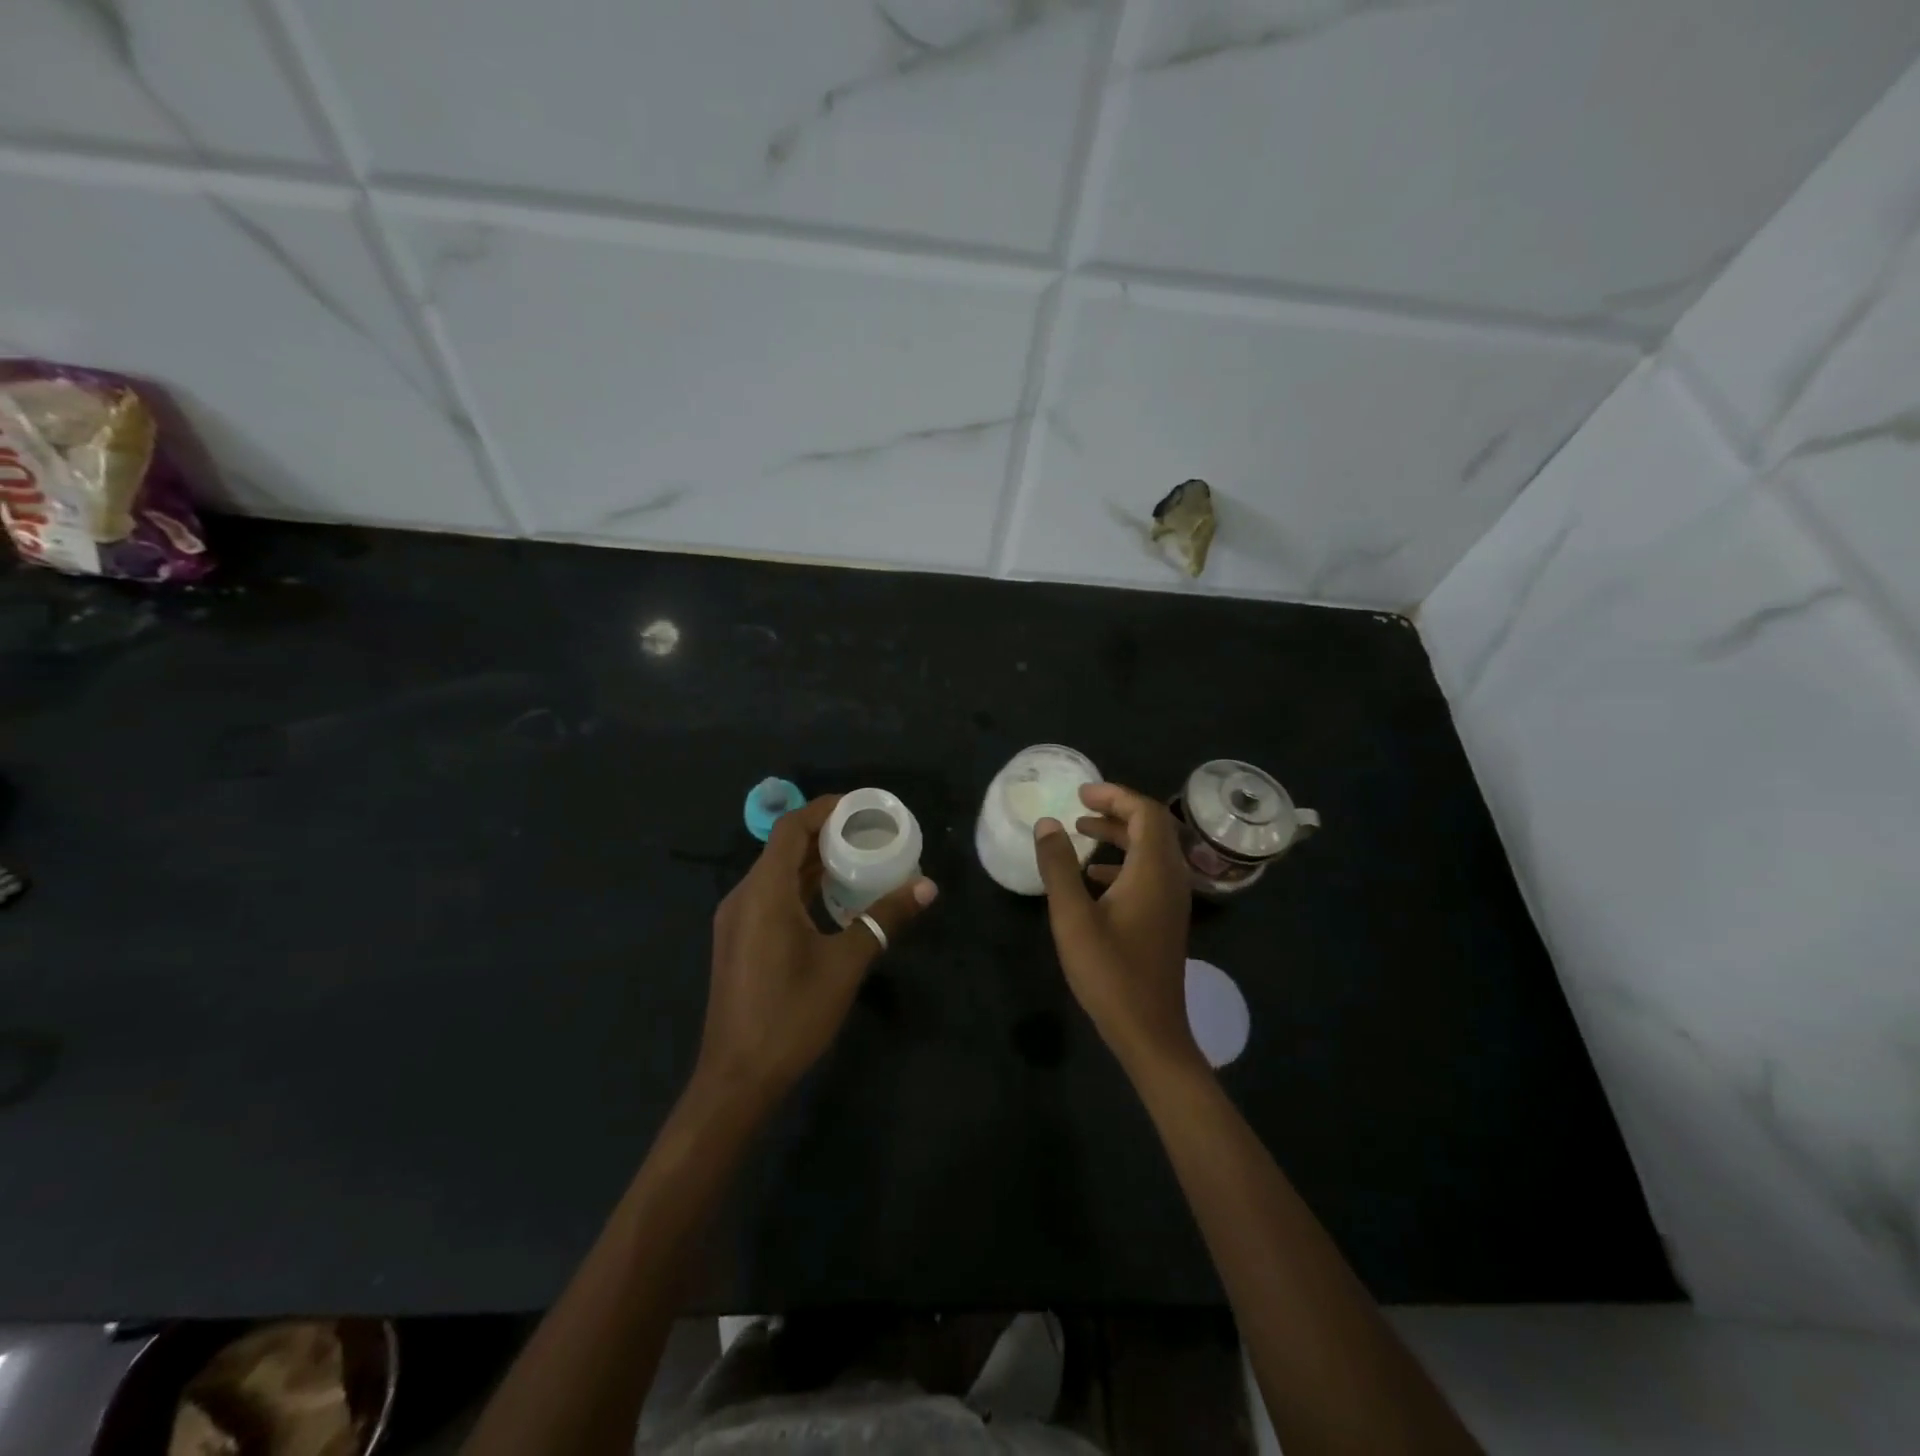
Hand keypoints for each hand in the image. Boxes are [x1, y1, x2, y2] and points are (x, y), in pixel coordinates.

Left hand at [696, 795, 936, 1113]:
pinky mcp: (740, 941)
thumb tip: (927, 887)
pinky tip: (834, 900)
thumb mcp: (845, 964)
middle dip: (827, 834)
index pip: (791, 828)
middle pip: (784, 848)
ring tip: (861, 859)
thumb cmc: (791, 1015)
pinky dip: (803, 887)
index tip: (864, 806)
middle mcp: (743, 896)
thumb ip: (884, 920)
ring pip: (777, 874)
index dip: (826, 809)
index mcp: (763, 892)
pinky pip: (772, 896)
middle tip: (872, 833)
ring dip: (815, 862)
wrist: (737, 1078)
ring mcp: (737, 920)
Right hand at [1034, 782, 1199, 1079]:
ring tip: (1082, 833)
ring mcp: (1173, 901)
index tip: (1080, 794)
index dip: (1114, 796)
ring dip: (1120, 835)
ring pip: (1152, 851)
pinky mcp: (1166, 919)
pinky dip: (1124, 862)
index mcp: (1153, 871)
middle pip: (1152, 827)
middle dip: (1116, 810)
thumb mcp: (1072, 917)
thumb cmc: (1110, 972)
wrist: (1150, 1032)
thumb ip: (1058, 867)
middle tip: (1080, 807)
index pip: (1145, 813)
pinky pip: (1150, 873)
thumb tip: (1047, 823)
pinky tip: (1093, 878)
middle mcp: (1171, 878)